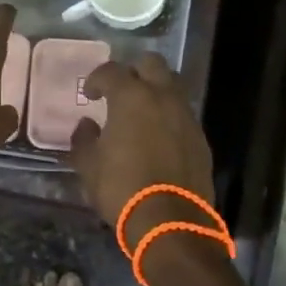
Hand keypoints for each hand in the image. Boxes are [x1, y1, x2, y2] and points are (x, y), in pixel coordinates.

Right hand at [69, 53, 215, 245]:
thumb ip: (84, 140)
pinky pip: (183, 113)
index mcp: (131, 97)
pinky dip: (169, 115)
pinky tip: (159, 136)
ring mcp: (186, 115)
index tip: (89, 94)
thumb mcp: (89, 166)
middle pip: (151, 64)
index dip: (96, 78)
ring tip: (142, 112)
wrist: (171, 222)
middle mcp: (162, 96)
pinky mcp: (200, 137)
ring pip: (172, 85)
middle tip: (121, 91)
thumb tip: (87, 126)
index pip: (111, 71)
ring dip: (156, 90)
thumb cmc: (123, 188)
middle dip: (134, 71)